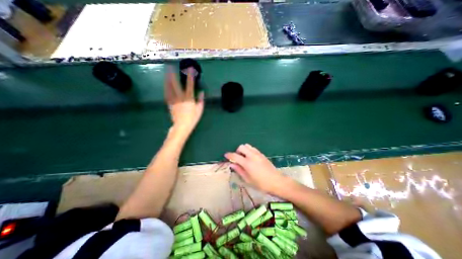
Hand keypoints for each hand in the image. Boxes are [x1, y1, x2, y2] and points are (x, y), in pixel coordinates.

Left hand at [165, 67, 202, 135]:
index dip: (190, 77)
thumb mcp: (199, 110)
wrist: (182, 126)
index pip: (190, 85)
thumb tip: (202, 92)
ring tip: (166, 74)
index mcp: (189, 98)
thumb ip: (200, 100)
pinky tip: (165, 86)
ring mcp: (174, 101)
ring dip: (167, 81)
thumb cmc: (192, 118)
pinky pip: (167, 95)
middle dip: (173, 75)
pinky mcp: (170, 105)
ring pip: (169, 89)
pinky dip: (166, 90)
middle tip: (169, 68)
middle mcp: (180, 97)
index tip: (189, 69)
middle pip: (175, 85)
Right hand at [225, 144, 287, 193]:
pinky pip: (253, 148)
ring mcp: (258, 154)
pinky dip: (249, 150)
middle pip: (241, 147)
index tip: (226, 155)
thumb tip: (231, 164)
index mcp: (247, 163)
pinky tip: (250, 157)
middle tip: (237, 158)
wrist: (276, 181)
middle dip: (237, 151)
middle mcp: (252, 155)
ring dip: (243, 150)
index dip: (229, 155)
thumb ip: (239, 170)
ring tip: (244, 157)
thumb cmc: (261, 184)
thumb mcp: (248, 179)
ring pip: (247, 145)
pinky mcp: (262, 154)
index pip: (235, 155)